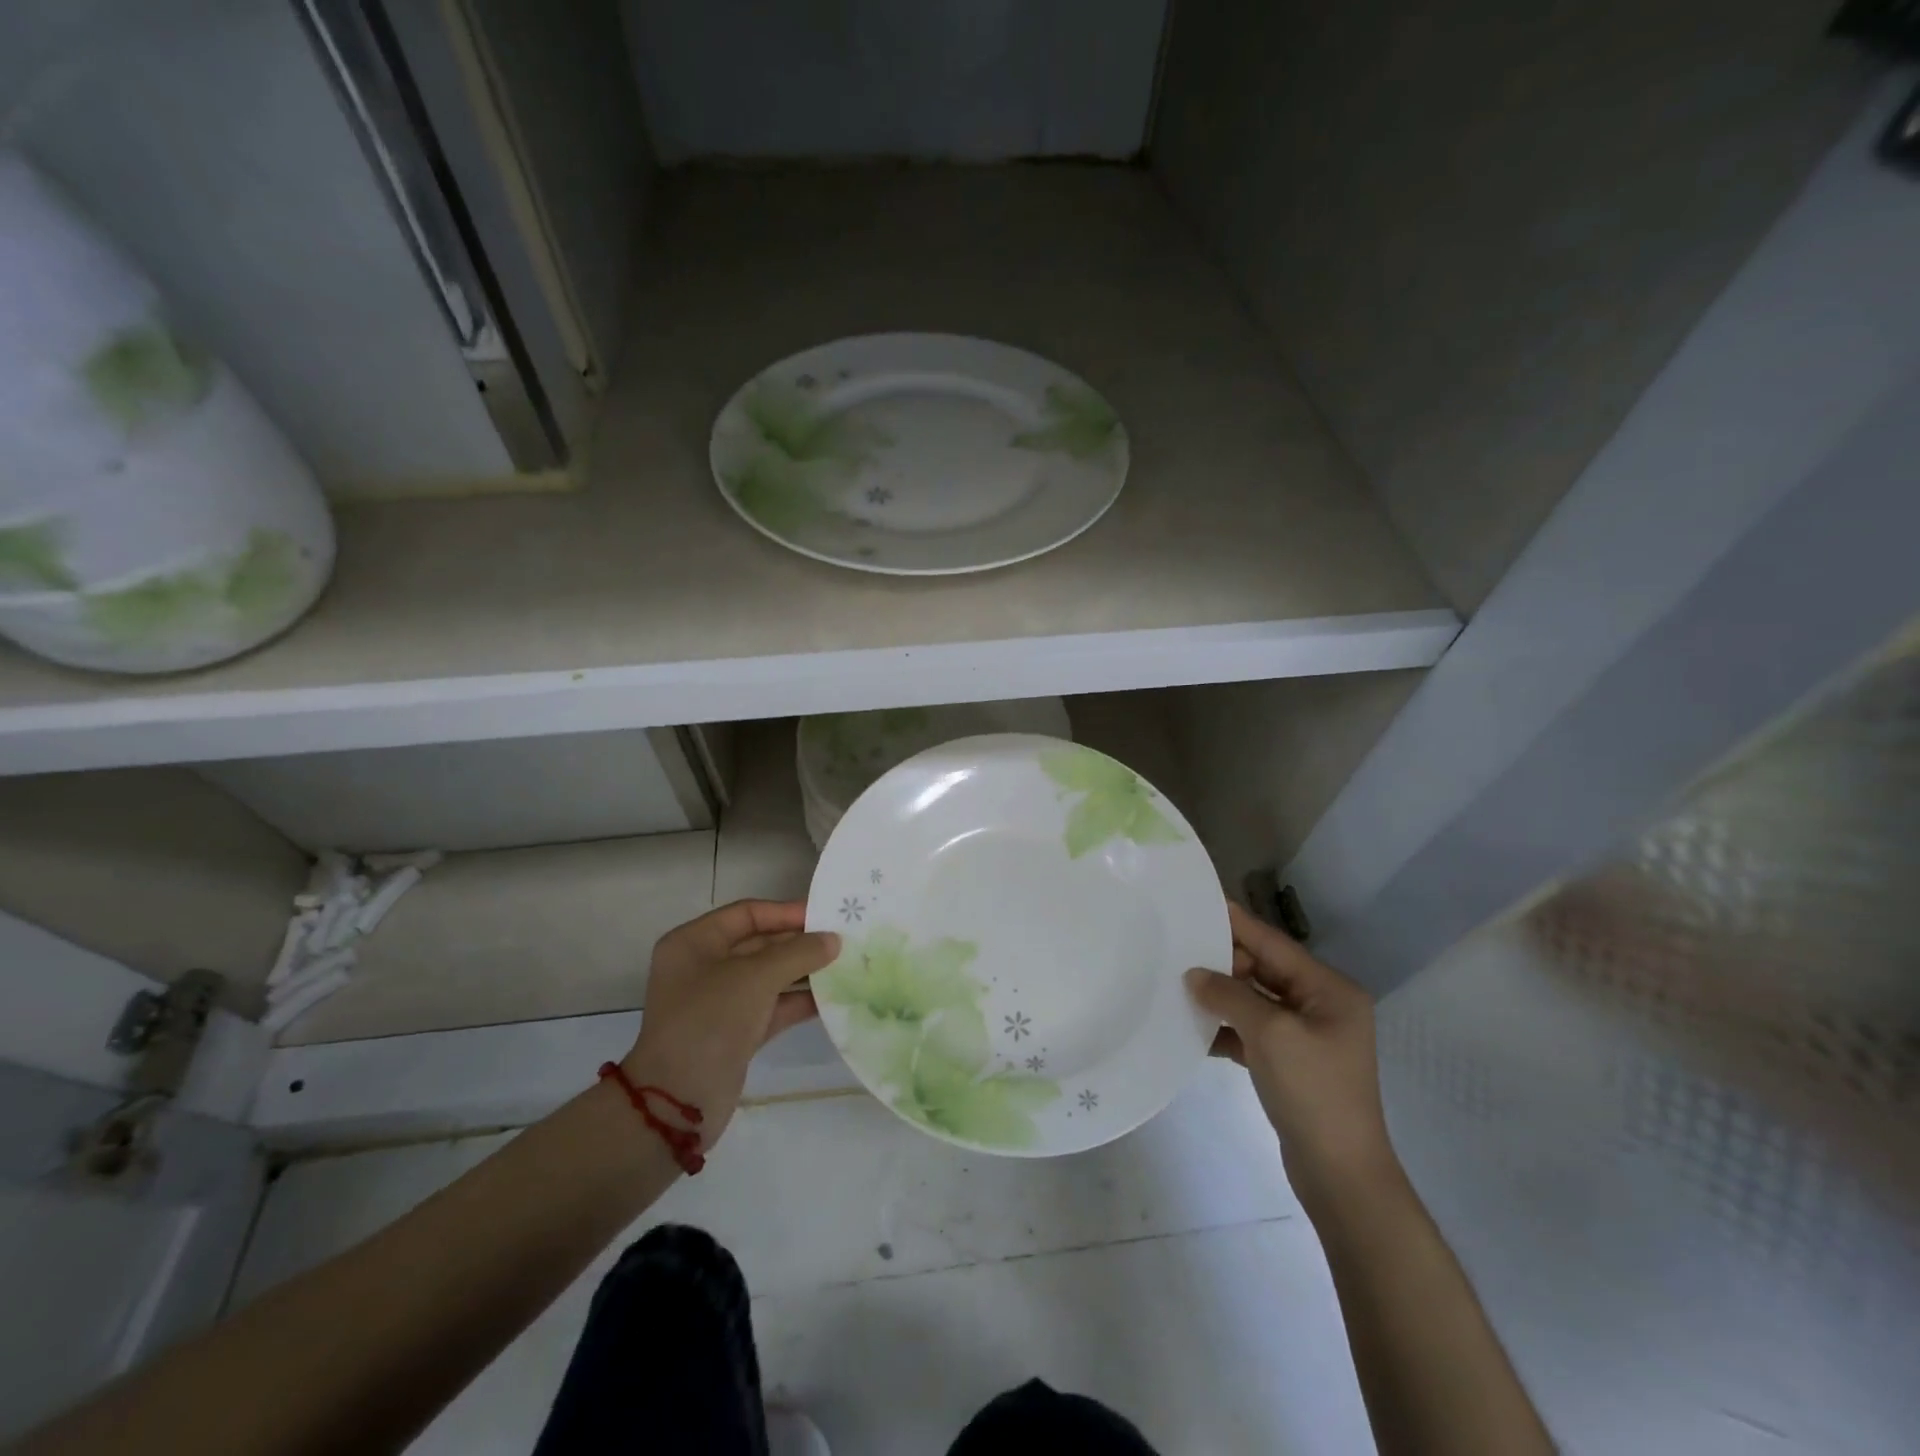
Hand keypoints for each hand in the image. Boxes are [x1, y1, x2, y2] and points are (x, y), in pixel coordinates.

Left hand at [621, 900, 839, 1147]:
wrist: (677, 1104)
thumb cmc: (709, 1022)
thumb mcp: (755, 978)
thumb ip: (798, 953)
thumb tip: (833, 940)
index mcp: (694, 943)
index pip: (748, 914)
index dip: (787, 912)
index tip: (826, 917)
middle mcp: (705, 967)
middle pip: (760, 944)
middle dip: (800, 943)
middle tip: (843, 941)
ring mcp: (720, 1002)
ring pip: (770, 976)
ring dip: (804, 972)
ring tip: (845, 965)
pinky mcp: (736, 1032)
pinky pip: (773, 1006)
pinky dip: (798, 1001)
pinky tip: (832, 998)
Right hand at [1187, 903, 1399, 1211]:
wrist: (1340, 1175)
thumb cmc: (1313, 1093)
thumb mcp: (1270, 1034)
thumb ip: (1230, 995)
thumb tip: (1194, 974)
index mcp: (1329, 990)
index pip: (1273, 943)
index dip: (1235, 922)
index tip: (1198, 901)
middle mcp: (1321, 1005)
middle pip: (1263, 969)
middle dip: (1222, 961)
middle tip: (1176, 947)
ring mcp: (1307, 1036)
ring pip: (1254, 1001)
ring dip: (1220, 996)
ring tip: (1176, 983)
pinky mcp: (1291, 1063)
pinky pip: (1252, 1031)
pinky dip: (1225, 1028)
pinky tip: (1192, 1028)